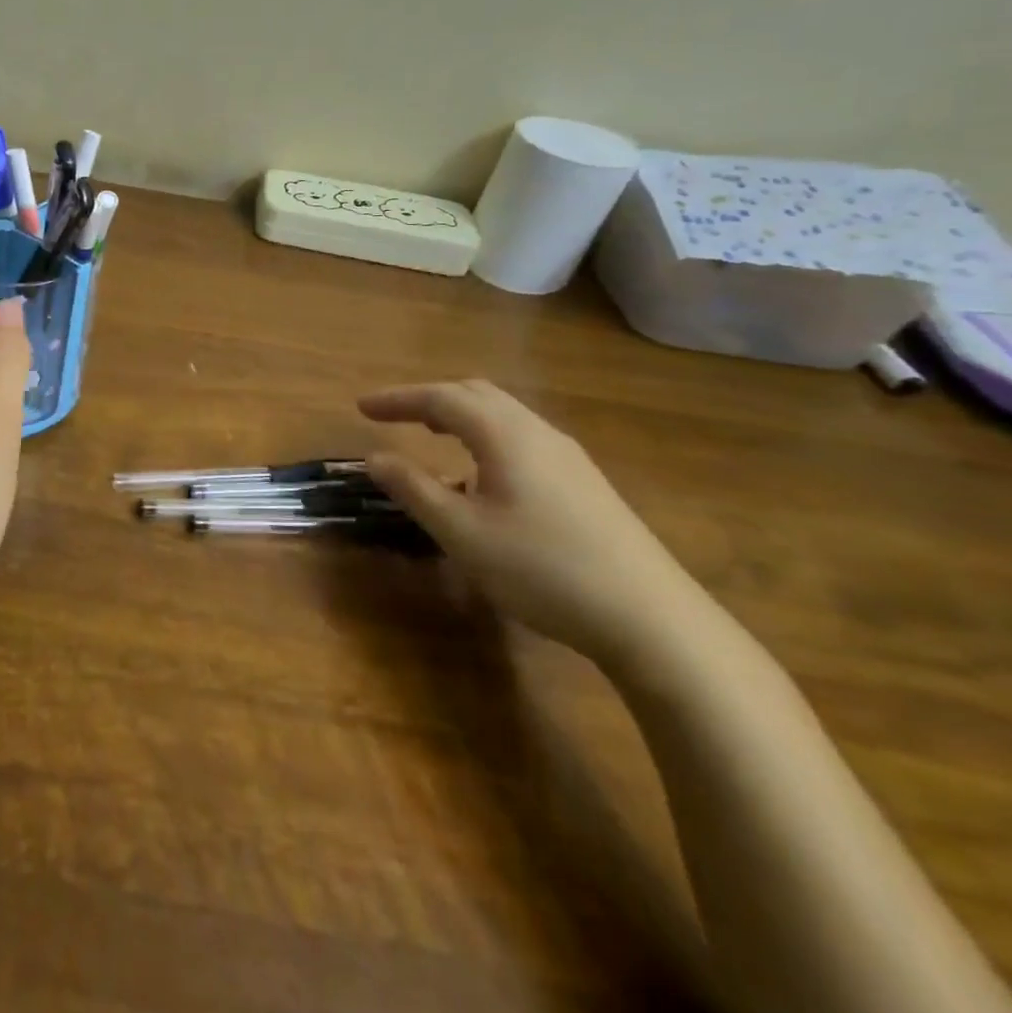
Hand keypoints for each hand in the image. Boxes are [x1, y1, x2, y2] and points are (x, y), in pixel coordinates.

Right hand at [361, 380, 706, 665]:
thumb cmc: (541, 568)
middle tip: (392, 415)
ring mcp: (568, 456)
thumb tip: (374, 457)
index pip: (441, 398)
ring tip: (430, 435)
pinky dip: (484, 436)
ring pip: (503, 415)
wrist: (650, 618)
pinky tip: (480, 475)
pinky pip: (521, 438)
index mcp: (505, 435)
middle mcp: (537, 432)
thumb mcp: (461, 532)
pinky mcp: (584, 482)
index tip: (361, 407)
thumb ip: (414, 489)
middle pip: (476, 394)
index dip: (397, 398)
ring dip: (459, 416)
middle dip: (428, 398)